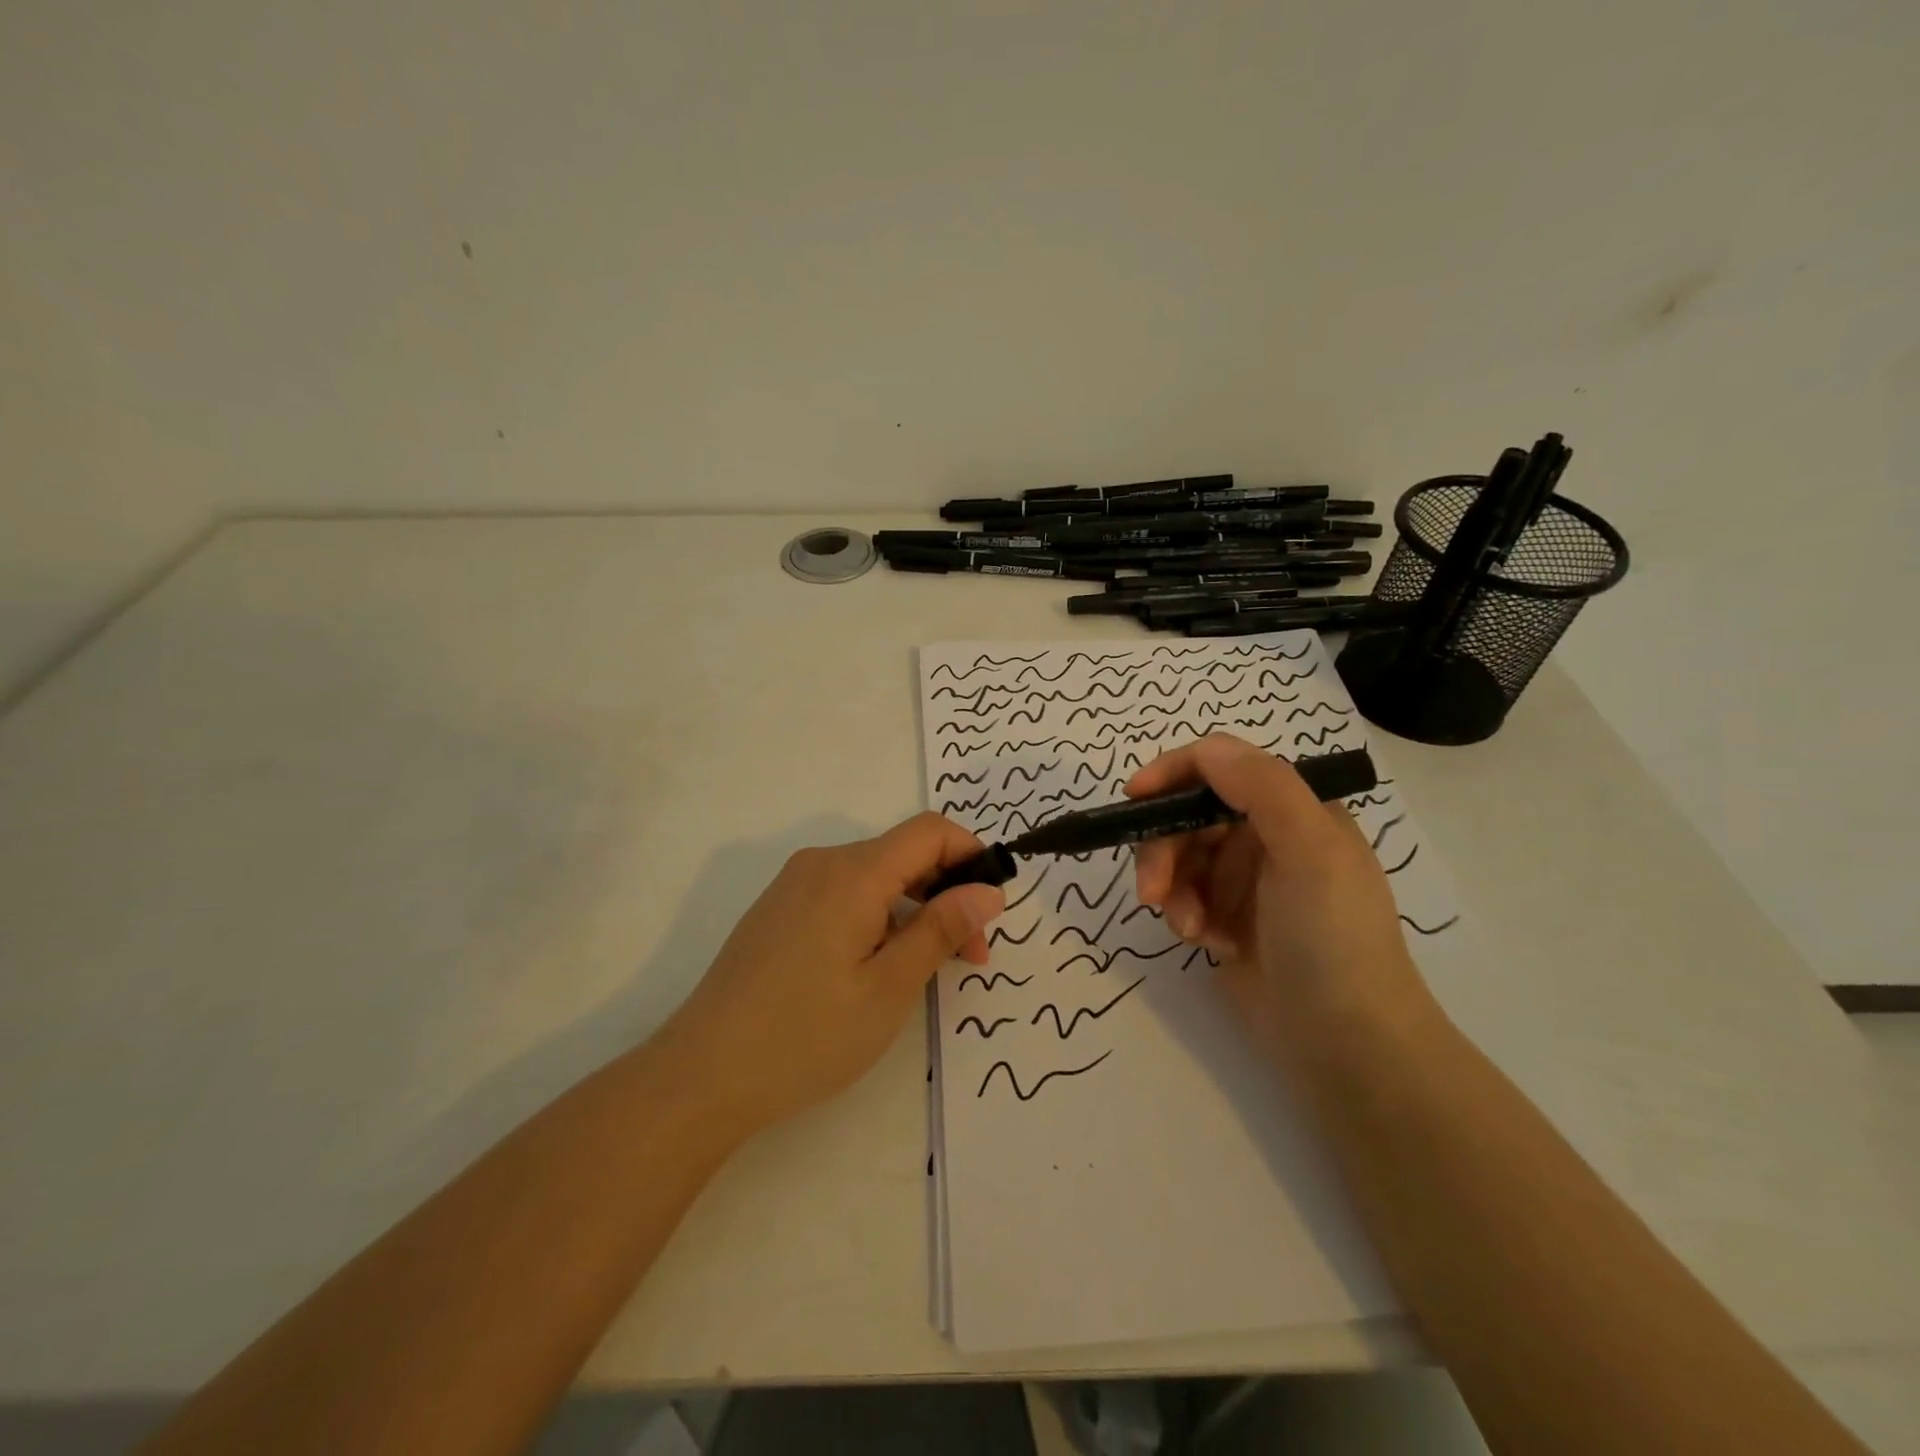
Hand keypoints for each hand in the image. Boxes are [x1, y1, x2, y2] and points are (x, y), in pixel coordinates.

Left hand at [658, 814, 1004, 1134]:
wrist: (702, 1075)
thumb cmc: (806, 1034)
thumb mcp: (889, 987)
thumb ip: (941, 929)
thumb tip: (988, 890)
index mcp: (852, 872)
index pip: (930, 831)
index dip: (971, 856)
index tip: (991, 909)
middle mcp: (822, 863)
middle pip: (903, 853)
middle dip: (947, 892)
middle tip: (968, 957)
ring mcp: (795, 885)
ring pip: (875, 875)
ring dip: (914, 908)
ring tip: (925, 968)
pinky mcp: (779, 909)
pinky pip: (845, 893)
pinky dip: (878, 915)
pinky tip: (876, 966)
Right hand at [1127, 733, 1427, 1041]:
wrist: (1347, 1045)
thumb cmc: (1334, 939)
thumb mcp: (1310, 852)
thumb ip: (1263, 788)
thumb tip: (1207, 747)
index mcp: (1294, 808)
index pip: (1222, 765)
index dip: (1173, 773)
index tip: (1135, 798)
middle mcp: (1266, 835)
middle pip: (1187, 813)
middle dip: (1163, 848)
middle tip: (1152, 892)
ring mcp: (1244, 879)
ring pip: (1177, 856)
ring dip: (1171, 889)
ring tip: (1189, 928)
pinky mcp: (1226, 917)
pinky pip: (1182, 896)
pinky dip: (1183, 915)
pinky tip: (1207, 943)